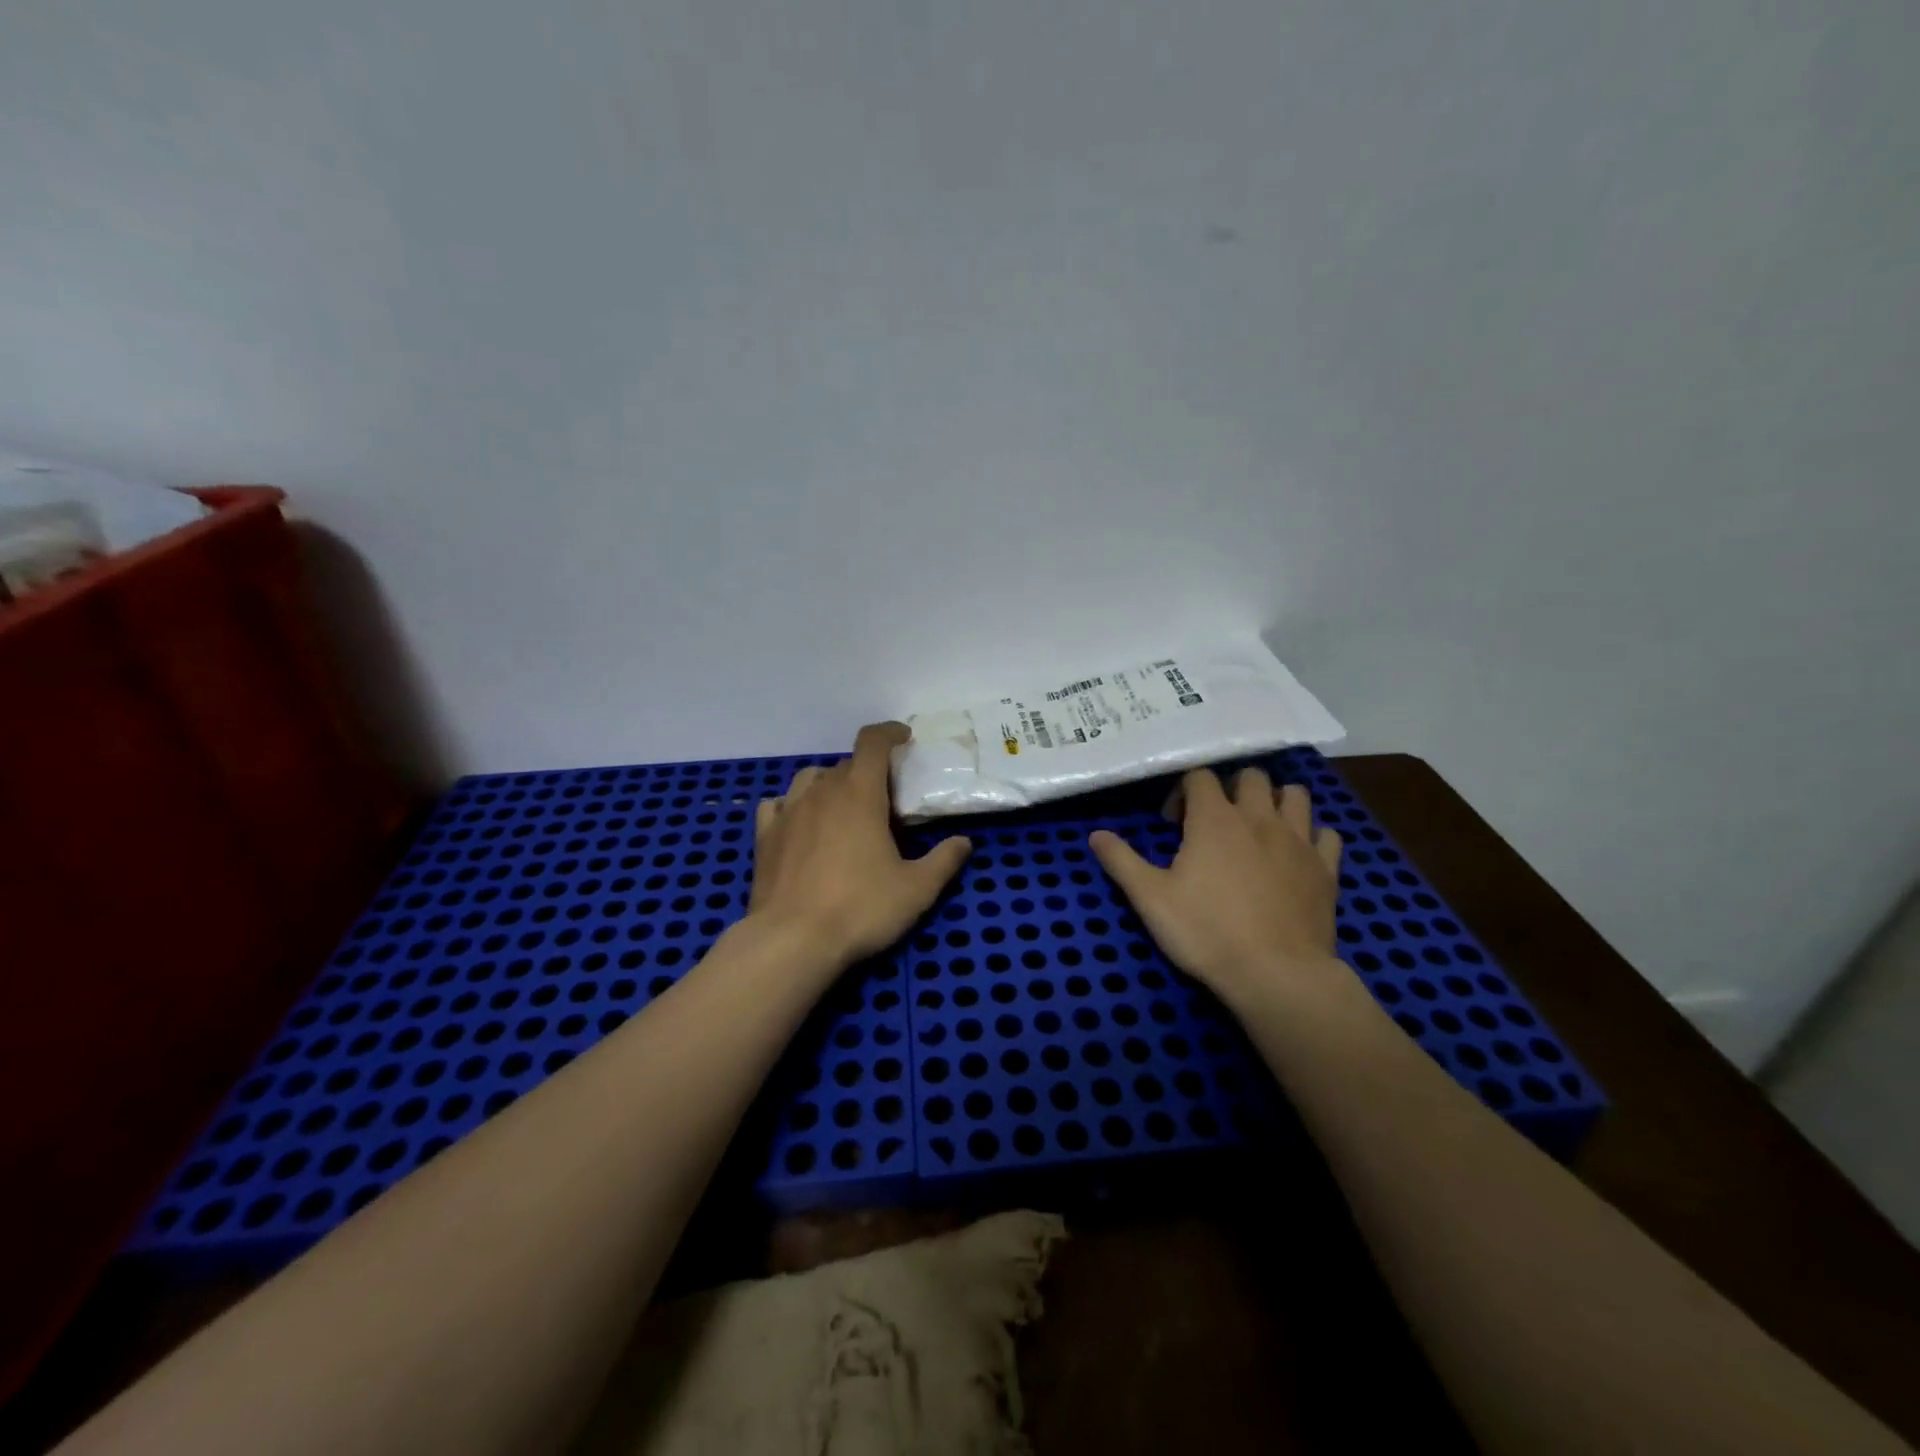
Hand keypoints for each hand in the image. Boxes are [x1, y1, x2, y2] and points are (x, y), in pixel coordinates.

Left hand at [748, 722, 973, 970]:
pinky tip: (800, 823)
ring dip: (830, 783)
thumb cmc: (860, 908)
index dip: (890, 733)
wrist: (792, 941)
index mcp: (860, 794)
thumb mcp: (916, 890)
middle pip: (846, 765)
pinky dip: (793, 805)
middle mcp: (821, 792)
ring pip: (810, 779)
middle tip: (885, 801)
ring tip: (843, 807)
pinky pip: (778, 804)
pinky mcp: (765, 836)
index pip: (872, 743)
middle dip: (868, 773)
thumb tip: (963, 842)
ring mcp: (788, 812)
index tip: (904, 738)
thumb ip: (943, 861)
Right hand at [1089, 767, 1346, 1007]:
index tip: (1173, 824)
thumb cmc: (1206, 931)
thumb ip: (1121, 861)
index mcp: (1214, 819)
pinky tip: (1298, 854)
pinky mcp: (1326, 869)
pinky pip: (1327, 835)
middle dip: (1232, 788)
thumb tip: (1094, 834)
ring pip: (1296, 795)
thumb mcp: (1150, 898)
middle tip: (1215, 821)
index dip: (1183, 791)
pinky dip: (1313, 835)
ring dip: (1277, 801)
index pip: (1200, 776)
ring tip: (1260, 827)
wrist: (1276, 975)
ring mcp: (1299, 841)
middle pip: (1252, 776)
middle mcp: (1259, 818)